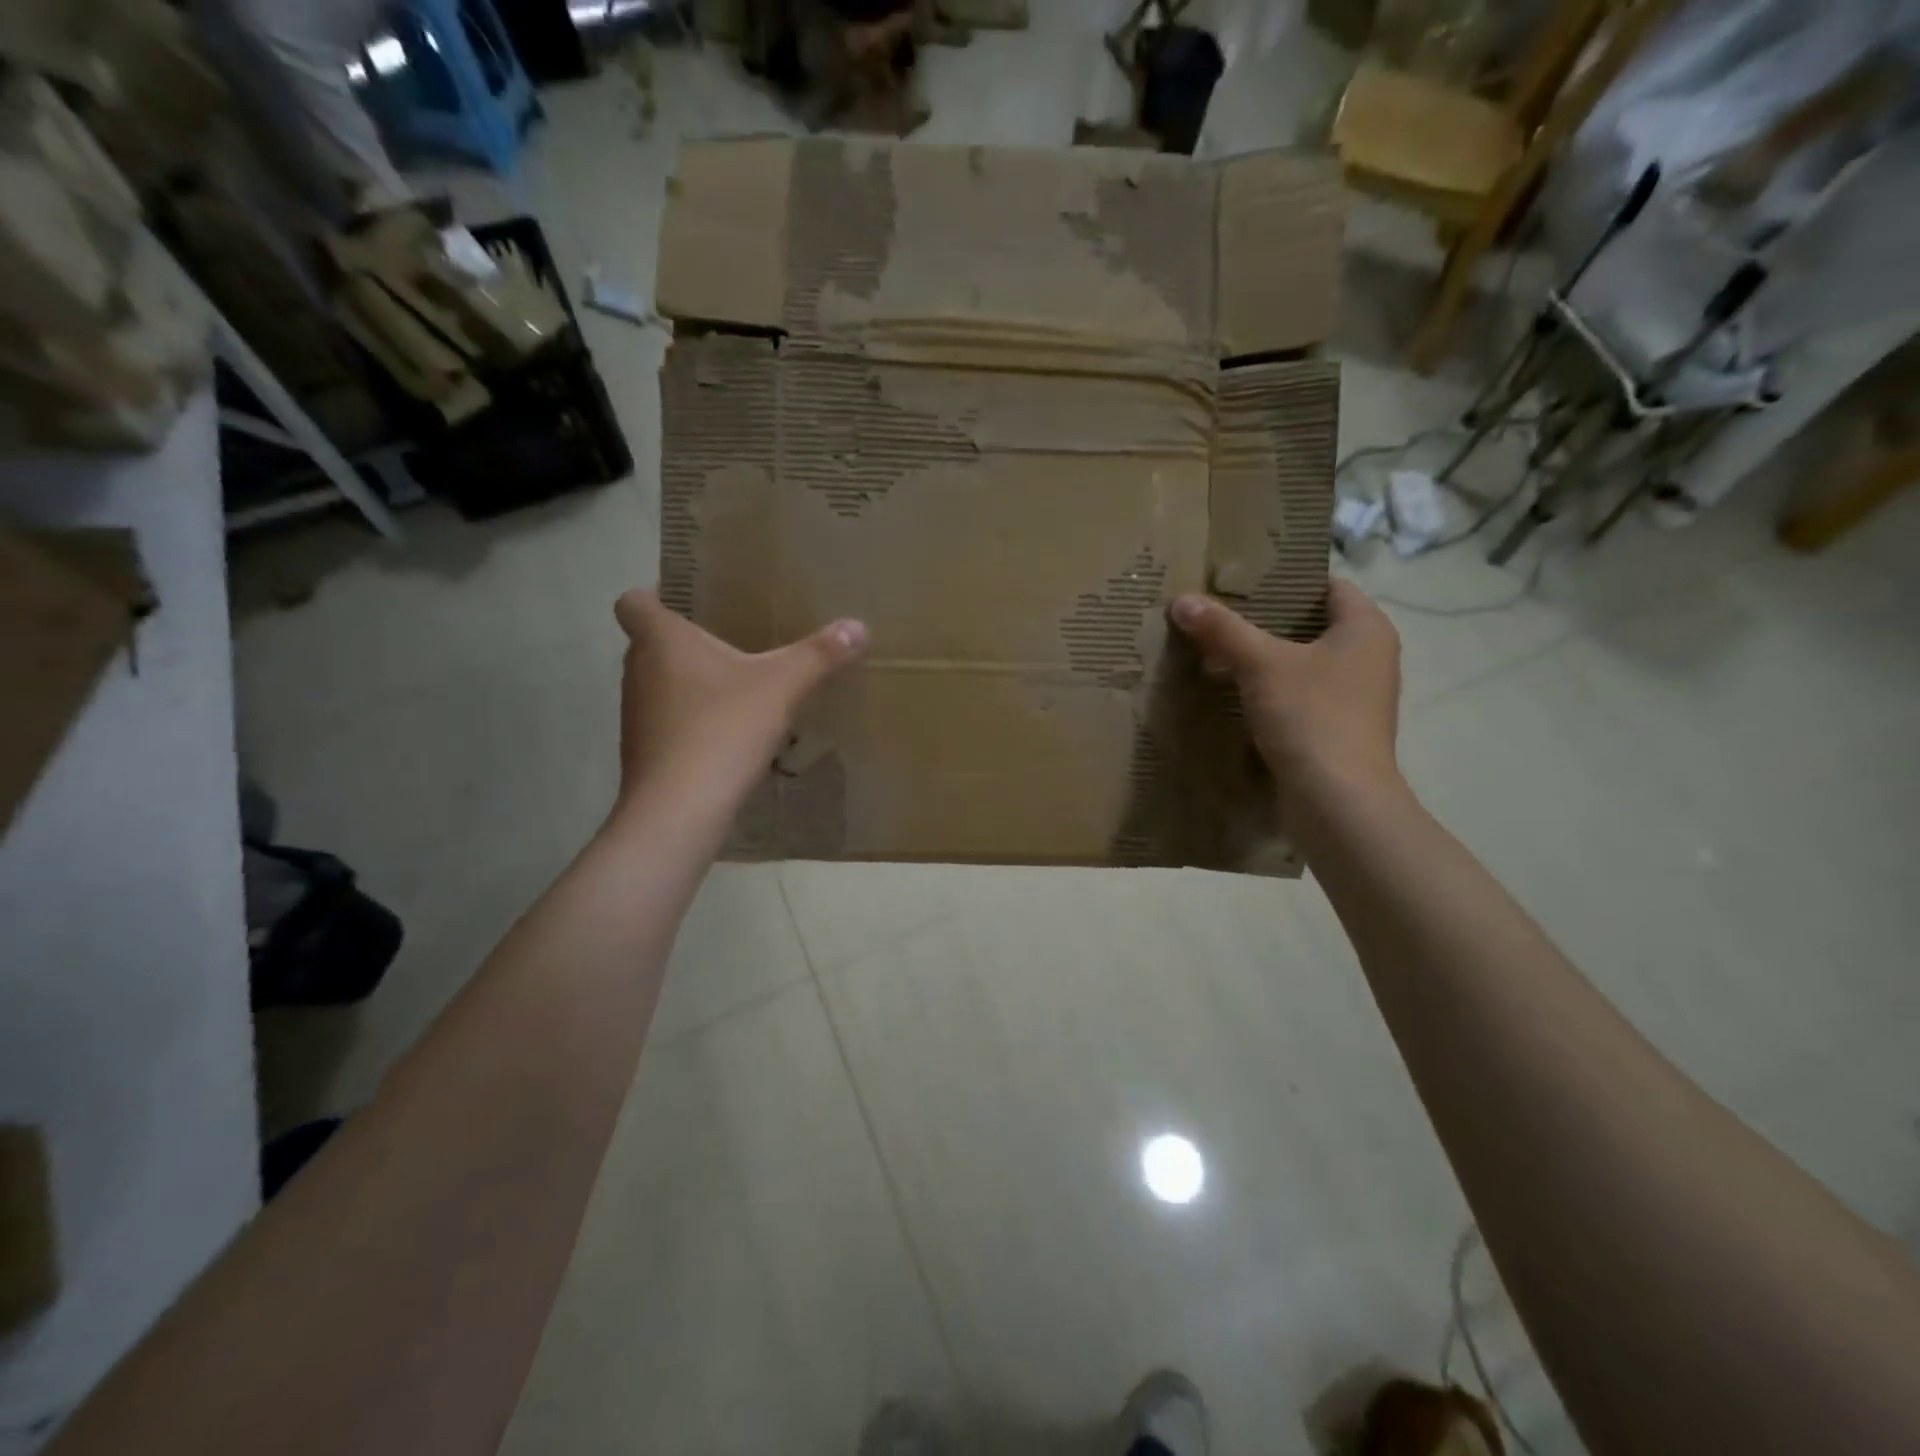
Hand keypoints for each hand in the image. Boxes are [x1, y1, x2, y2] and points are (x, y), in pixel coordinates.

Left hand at [612, 590, 866, 810]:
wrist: (680, 810)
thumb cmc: (722, 729)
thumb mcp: (782, 686)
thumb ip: (819, 655)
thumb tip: (859, 626)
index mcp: (660, 640)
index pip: (634, 601)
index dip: (655, 595)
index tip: (689, 602)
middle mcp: (638, 672)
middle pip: (652, 643)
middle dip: (688, 641)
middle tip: (733, 641)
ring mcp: (637, 715)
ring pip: (661, 684)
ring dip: (692, 683)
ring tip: (738, 688)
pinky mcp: (645, 753)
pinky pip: (669, 722)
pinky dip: (693, 721)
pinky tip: (730, 734)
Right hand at [1168, 579, 1401, 796]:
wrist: (1336, 800)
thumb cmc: (1311, 716)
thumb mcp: (1260, 664)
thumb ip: (1222, 629)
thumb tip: (1180, 599)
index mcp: (1367, 628)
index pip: (1327, 586)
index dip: (1286, 581)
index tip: (1242, 583)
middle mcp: (1369, 658)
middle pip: (1311, 626)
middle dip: (1265, 622)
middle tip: (1218, 616)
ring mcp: (1356, 698)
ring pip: (1303, 664)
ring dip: (1264, 660)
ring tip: (1216, 653)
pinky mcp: (1338, 730)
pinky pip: (1300, 697)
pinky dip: (1271, 692)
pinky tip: (1234, 695)